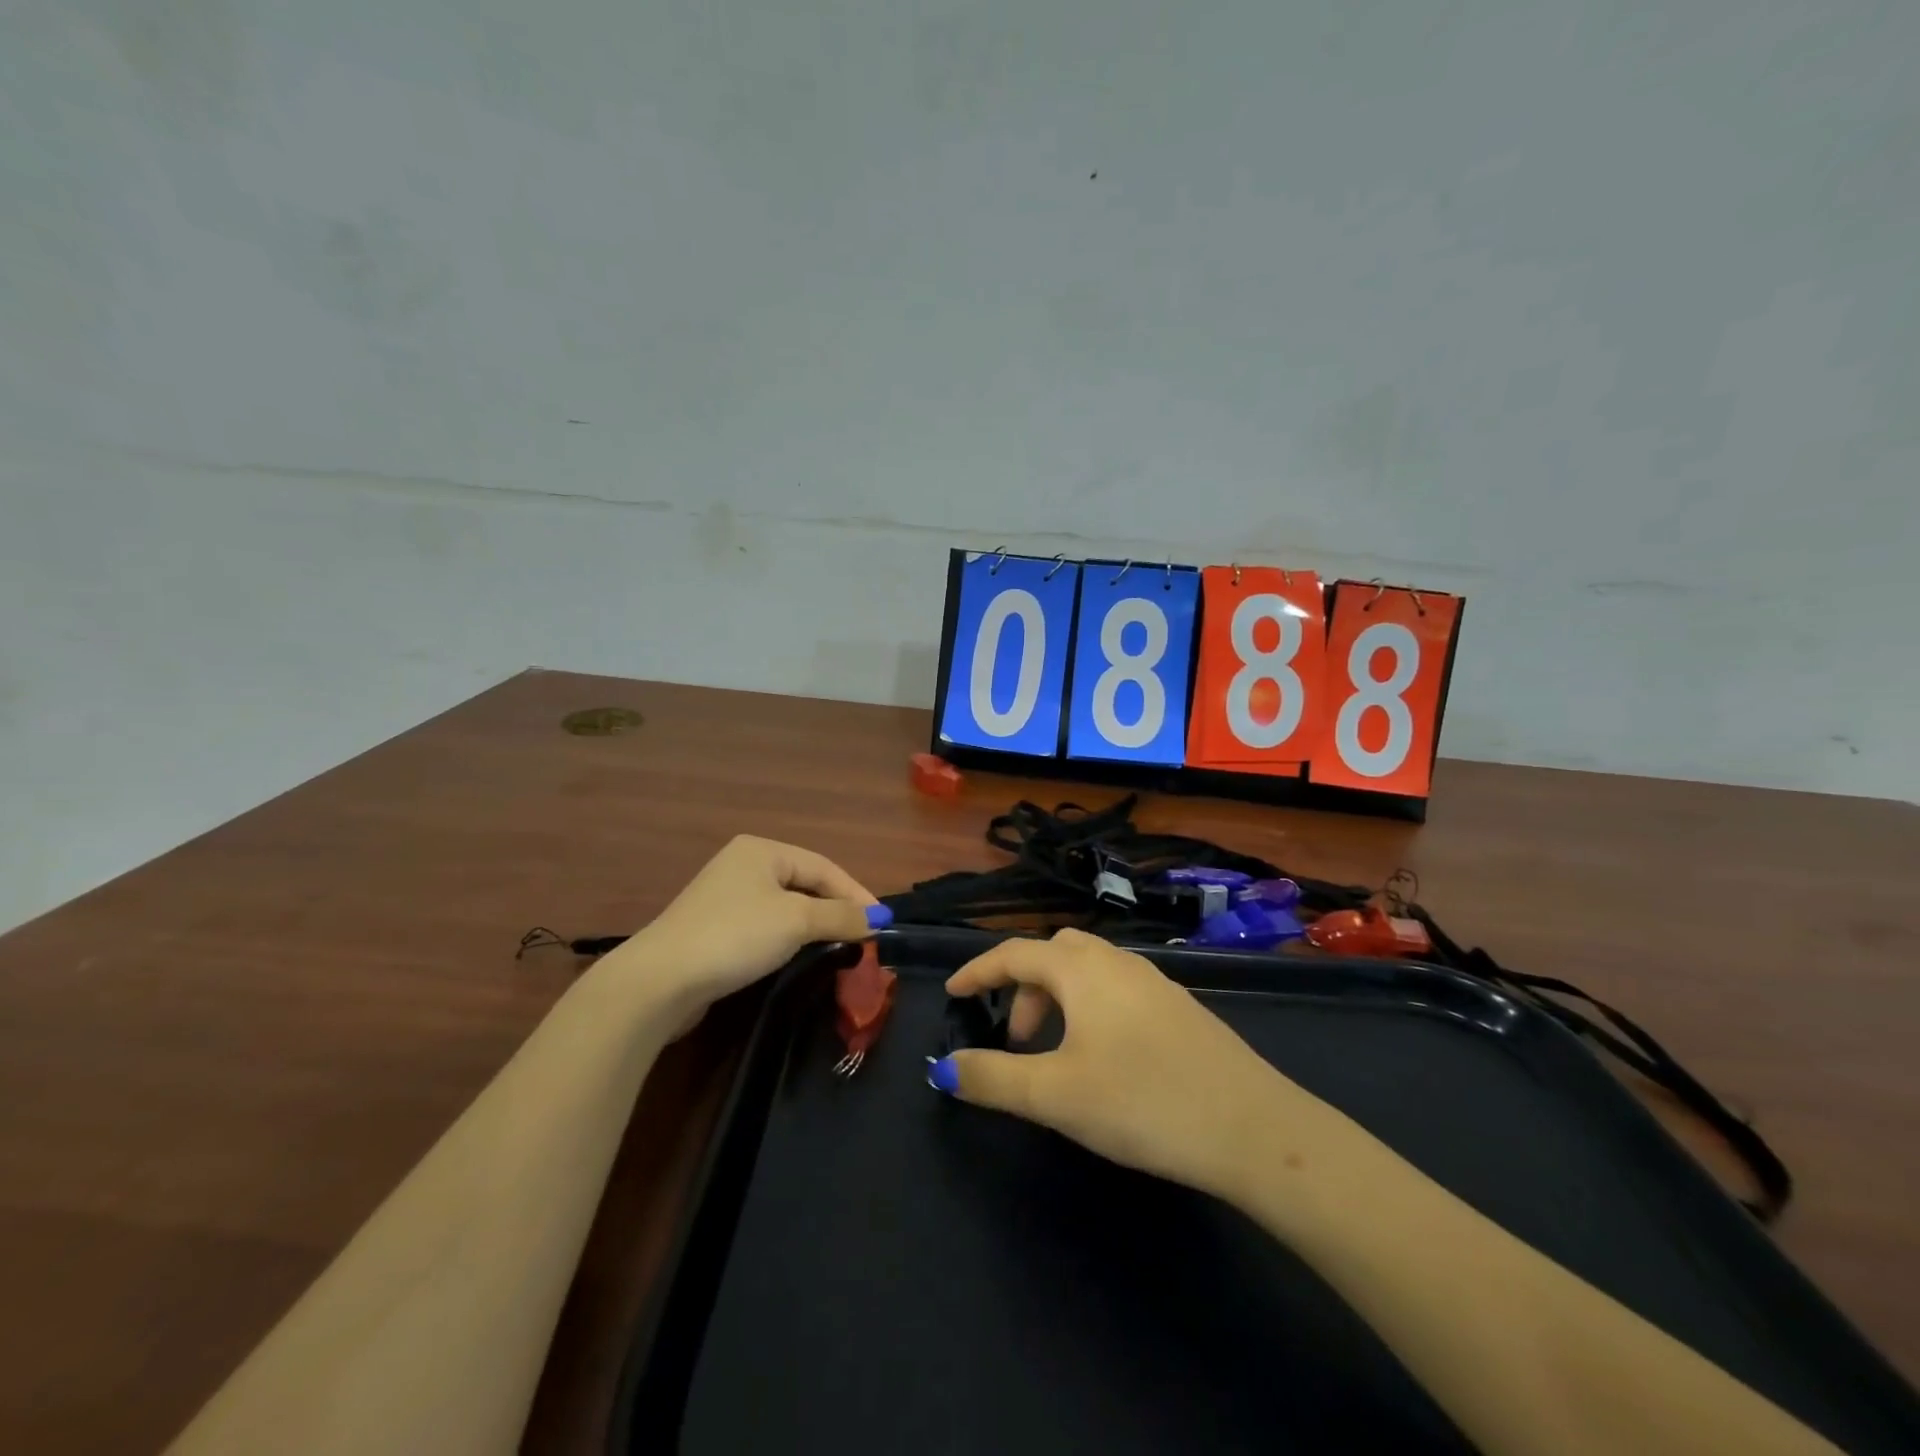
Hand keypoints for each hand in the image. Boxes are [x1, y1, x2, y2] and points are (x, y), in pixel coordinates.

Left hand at [619, 836, 877, 1029]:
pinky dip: (789, 939)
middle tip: (865, 937)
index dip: (857, 894)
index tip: (883, 924)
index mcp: (762, 850)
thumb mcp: (796, 921)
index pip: (824, 867)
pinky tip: (801, 956)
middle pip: (806, 885)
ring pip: (786, 907)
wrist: (659, 981)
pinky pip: (765, 927)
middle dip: (836, 910)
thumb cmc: (735, 935)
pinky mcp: (715, 929)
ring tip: (841, 947)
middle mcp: (744, 865)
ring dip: (815, 926)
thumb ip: (841, 916)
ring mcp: (725, 897)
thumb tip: (879, 918)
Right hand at [932, 929, 1309, 1198]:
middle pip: (1053, 954)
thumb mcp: (1055, 1095)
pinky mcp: (1180, 1007)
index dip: (978, 971)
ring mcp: (1154, 982)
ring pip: (1089, 971)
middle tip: (1015, 1040)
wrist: (1254, 1128)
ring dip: (1058, 1000)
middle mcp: (1117, 962)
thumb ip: (993, 1078)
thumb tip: (944, 1068)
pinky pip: (1117, 990)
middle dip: (1023, 988)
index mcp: (1082, 969)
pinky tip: (1104, 1057)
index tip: (953, 992)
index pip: (1014, 953)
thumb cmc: (1142, 1101)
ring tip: (1055, 1053)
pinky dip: (1091, 1008)